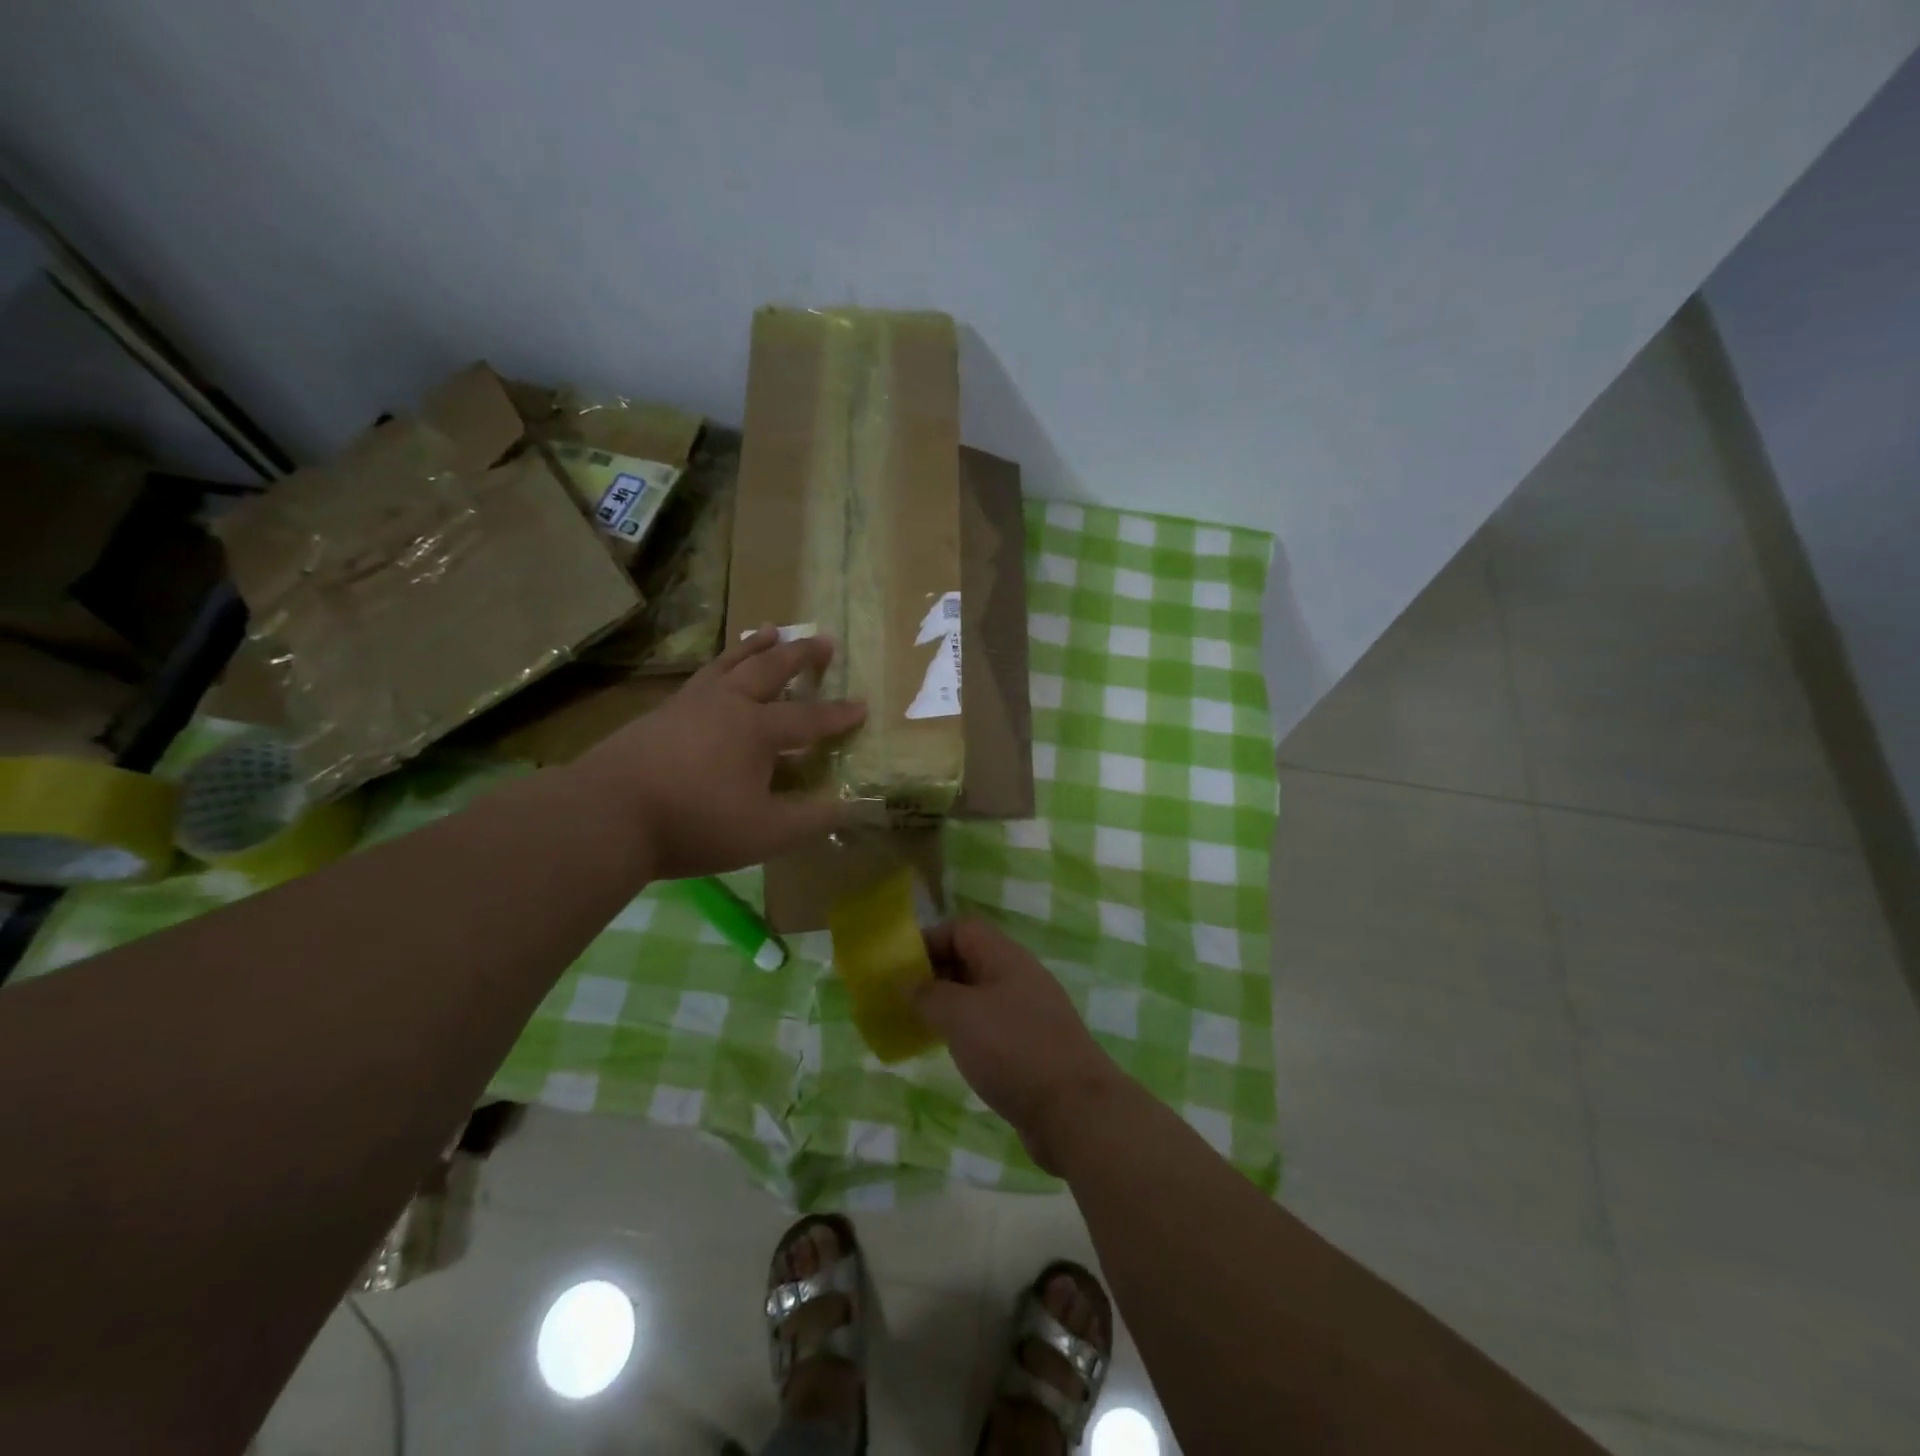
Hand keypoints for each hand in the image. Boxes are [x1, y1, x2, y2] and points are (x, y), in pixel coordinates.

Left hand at [575, 625, 865, 880]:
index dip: (838, 714)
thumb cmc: (695, 822)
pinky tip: (714, 676)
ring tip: (769, 629)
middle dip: (800, 655)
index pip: (809, 718)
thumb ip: (810, 820)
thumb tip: (847, 807)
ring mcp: (688, 705)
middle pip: (770, 669)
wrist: (607, 815)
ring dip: (754, 646)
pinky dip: (718, 668)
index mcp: (757, 729)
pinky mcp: (657, 715)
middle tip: (822, 639)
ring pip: (729, 664)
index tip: (862, 704)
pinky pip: (699, 679)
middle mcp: (726, 704)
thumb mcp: (765, 832)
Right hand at [913, 918, 1123, 1174]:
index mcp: (1006, 957)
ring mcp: (1030, 1012)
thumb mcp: (960, 1015)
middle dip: (935, 974)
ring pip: (981, 994)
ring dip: (950, 1005)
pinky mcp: (1033, 1045)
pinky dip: (968, 1031)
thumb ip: (929, 994)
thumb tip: (908, 981)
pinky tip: (954, 1053)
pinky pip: (992, 1025)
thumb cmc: (1013, 1050)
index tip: (900, 969)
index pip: (962, 928)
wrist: (1075, 1111)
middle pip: (971, 959)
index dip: (929, 940)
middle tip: (903, 999)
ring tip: (921, 1026)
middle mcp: (1020, 976)